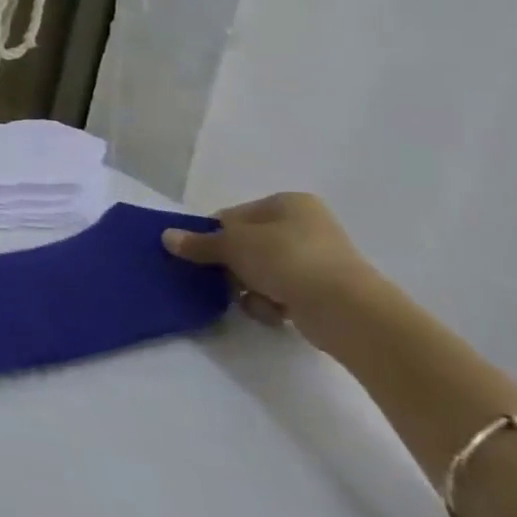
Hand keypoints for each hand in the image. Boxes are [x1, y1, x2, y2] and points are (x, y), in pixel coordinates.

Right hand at [162, 192, 380, 327]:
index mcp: (288, 204)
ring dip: (249, 287)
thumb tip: (167, 237)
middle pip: (248, 245)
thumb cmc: (287, 260)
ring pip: (262, 271)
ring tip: (252, 300)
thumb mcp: (233, 245)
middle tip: (220, 280)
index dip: (214, 235)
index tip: (202, 255)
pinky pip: (283, 293)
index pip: (235, 216)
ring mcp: (319, 260)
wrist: (349, 311)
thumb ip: (199, 242)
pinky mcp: (325, 292)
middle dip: (231, 266)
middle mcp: (306, 226)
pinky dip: (271, 303)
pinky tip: (273, 313)